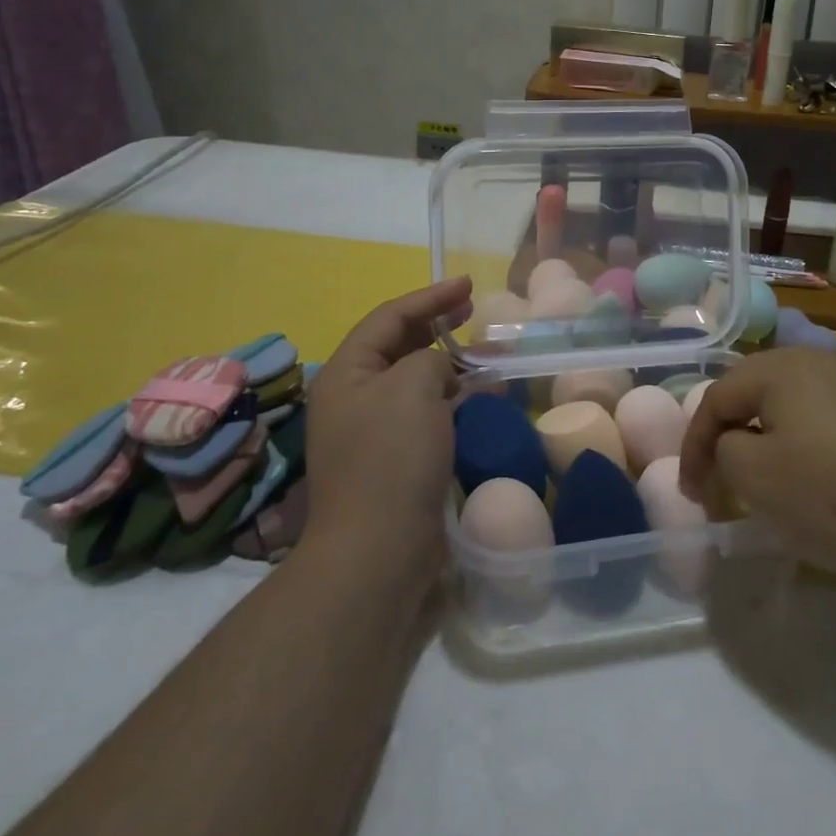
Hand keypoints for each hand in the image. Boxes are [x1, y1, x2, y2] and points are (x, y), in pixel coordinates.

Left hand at [302, 277, 471, 588]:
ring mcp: (373, 431)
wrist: (379, 550)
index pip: (389, 317)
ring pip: (416, 381)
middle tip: (473, 312)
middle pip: (399, 346)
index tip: (469, 285)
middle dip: (438, 326)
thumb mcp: (414, 387)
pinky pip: (427, 413)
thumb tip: (440, 372)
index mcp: (347, 372)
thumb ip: (431, 359)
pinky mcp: (395, 460)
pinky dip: (454, 400)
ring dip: (451, 365)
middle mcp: (354, 397)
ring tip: (488, 356)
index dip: (431, 297)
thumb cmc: (392, 456)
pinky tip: (483, 399)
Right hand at [679, 348, 835, 589]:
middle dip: (728, 435)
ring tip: (759, 479)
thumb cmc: (829, 495)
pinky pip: (825, 417)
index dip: (695, 444)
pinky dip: (803, 443)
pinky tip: (811, 478)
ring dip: (765, 437)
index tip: (690, 492)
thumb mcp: (752, 475)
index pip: (718, 396)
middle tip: (717, 479)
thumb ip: (722, 449)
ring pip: (791, 403)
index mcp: (783, 363)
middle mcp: (821, 358)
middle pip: (754, 391)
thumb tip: (733, 444)